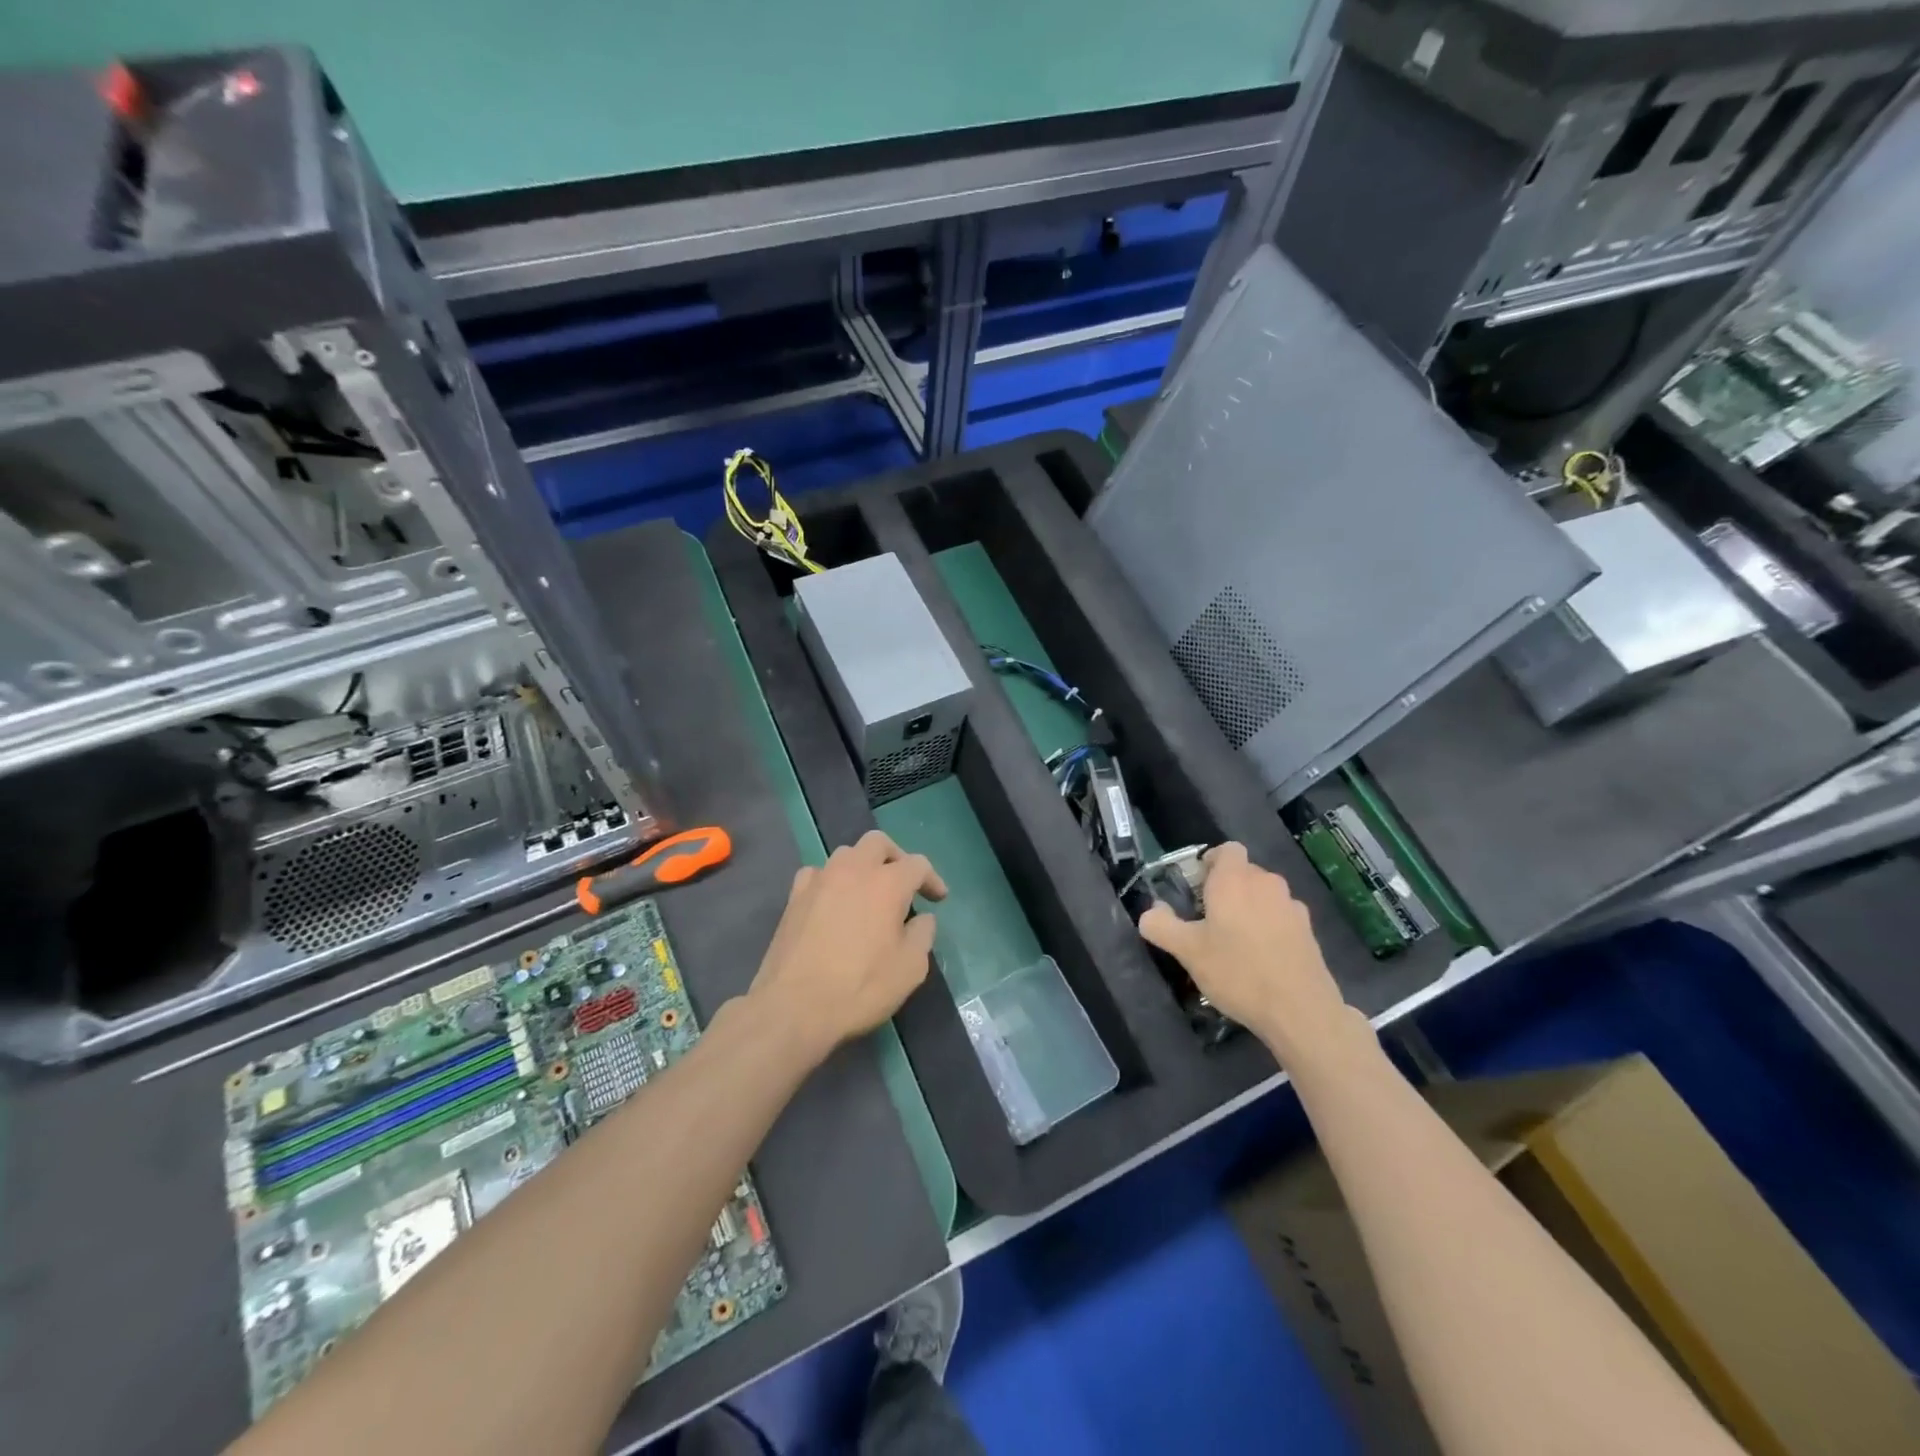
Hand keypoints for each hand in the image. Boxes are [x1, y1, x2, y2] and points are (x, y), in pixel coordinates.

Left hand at [748, 830, 945, 1060]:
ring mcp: (820, 880)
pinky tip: (834, 901)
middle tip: (904, 883)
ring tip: (868, 893)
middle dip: (896, 857)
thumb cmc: (860, 988)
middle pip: (878, 843)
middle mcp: (853, 870)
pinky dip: (832, 880)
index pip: (918, 864)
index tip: (938, 899)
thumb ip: (923, 935)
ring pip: (846, 854)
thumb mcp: (910, 969)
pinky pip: (818, 873)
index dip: (932, 879)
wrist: (794, 1006)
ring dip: (863, 866)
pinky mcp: (794, 897)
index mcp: (887, 883)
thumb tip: (922, 919)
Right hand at [1137, 842, 1353, 1066]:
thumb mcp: (1187, 952)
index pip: (1227, 850)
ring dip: (1249, 908)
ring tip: (1236, 941)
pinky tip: (1262, 958)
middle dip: (1227, 888)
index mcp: (1234, 880)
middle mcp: (1266, 883)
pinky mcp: (1309, 931)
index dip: (1211, 862)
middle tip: (1208, 919)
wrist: (1300, 1010)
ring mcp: (1291, 906)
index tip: (1198, 887)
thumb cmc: (1237, 972)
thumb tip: (1150, 912)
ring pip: (1264, 895)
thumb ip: (1161, 926)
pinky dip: (1270, 927)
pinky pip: (1281, 917)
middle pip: (1244, 872)